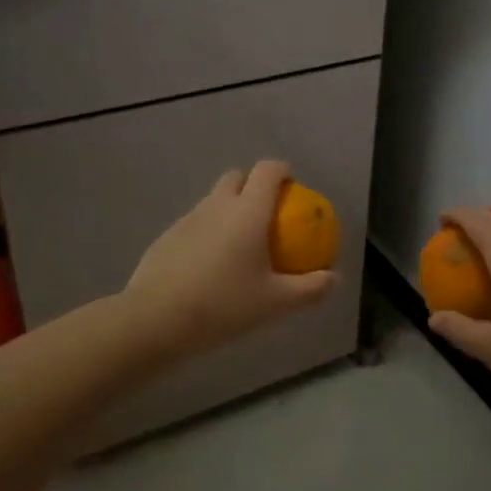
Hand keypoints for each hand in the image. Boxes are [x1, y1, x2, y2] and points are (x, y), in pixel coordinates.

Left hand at [125, 160, 334, 355]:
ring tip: (239, 247)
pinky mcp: (167, 237)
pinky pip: (195, 224)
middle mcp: (217, 205)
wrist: (155, 320)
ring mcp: (188, 218)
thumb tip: (334, 278)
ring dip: (229, 210)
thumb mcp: (275, 303)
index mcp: (248, 211)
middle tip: (266, 218)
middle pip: (237, 177)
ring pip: (213, 200)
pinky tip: (209, 268)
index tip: (293, 191)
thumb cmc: (223, 305)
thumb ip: (310, 288)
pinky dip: (208, 233)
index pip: (268, 170)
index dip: (283, 172)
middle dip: (253, 186)